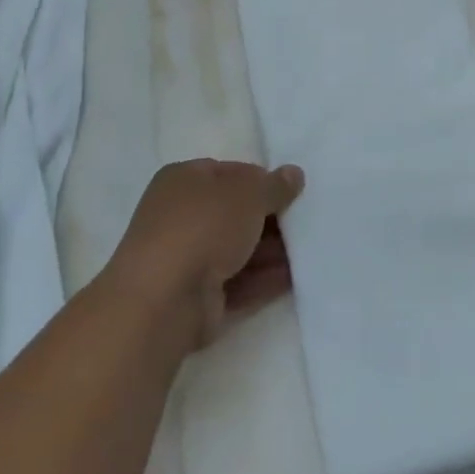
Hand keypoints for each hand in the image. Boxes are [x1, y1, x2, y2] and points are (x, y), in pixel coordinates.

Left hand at [111, 159, 304, 350]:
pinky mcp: (197, 297)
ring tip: (311, 248)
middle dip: (270, 217)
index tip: (292, 191)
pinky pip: (239, 281)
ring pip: (239, 248)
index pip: (230, 172)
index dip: (262, 180)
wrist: (163, 300)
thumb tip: (293, 174)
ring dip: (273, 250)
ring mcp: (188, 259)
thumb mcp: (248, 193)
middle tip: (307, 219)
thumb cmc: (203, 226)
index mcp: (183, 180)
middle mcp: (181, 216)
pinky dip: (265, 278)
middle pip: (235, 212)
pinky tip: (297, 276)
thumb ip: (274, 185)